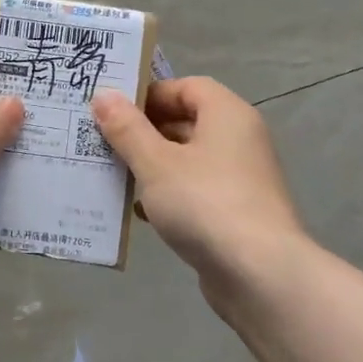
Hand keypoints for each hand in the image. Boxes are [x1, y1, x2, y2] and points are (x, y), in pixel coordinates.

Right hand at [91, 77, 308, 292]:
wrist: (259, 274)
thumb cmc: (204, 203)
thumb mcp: (156, 163)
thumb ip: (127, 129)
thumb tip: (104, 95)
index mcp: (227, 114)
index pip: (187, 87)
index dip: (150, 94)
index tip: (114, 110)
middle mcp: (240, 139)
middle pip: (186, 122)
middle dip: (144, 132)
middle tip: (103, 142)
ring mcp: (241, 178)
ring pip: (188, 160)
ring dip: (152, 166)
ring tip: (113, 176)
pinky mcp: (236, 213)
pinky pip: (196, 191)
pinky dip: (169, 196)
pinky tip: (140, 212)